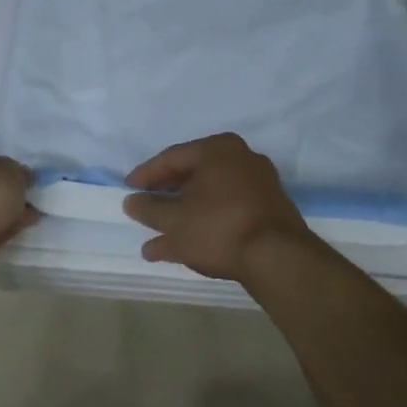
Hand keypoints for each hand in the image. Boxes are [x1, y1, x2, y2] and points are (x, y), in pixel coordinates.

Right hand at [123, 133, 323, 283]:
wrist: (278, 258)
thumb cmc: (219, 227)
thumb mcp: (174, 221)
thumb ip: (149, 208)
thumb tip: (132, 201)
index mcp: (217, 148)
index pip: (172, 157)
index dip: (146, 175)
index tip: (128, 190)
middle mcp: (241, 157)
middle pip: (193, 174)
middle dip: (167, 196)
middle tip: (146, 208)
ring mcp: (259, 183)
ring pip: (210, 195)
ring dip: (184, 215)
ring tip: (159, 238)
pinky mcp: (270, 208)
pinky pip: (228, 208)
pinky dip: (207, 222)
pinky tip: (187, 246)